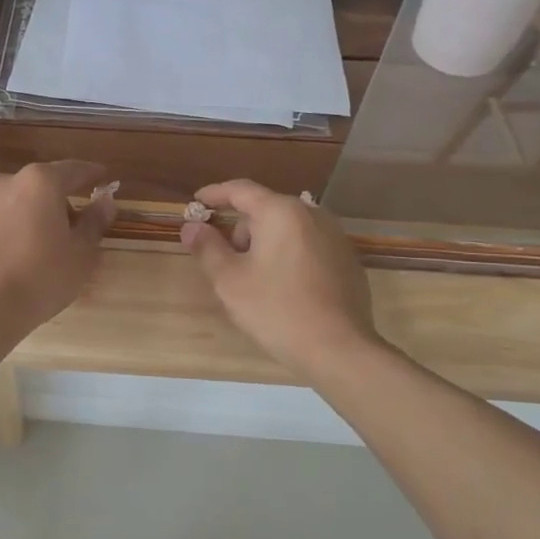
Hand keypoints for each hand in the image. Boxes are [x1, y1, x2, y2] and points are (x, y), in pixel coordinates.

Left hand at [0, 161, 116, 339]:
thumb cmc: (41, 279)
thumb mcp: (81, 255)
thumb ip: (94, 222)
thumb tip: (106, 201)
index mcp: (39, 183)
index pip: (74, 170)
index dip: (92, 175)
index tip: (103, 178)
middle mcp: (3, 183)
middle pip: (37, 186)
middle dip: (53, 202)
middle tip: (66, 230)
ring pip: (7, 204)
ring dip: (21, 217)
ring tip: (28, 249)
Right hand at [180, 179, 381, 376]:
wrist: (338, 348)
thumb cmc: (276, 309)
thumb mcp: (229, 280)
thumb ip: (207, 247)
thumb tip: (192, 227)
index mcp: (281, 212)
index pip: (240, 190)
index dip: (214, 194)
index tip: (195, 204)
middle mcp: (312, 214)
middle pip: (265, 210)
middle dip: (239, 229)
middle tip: (222, 260)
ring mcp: (335, 237)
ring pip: (287, 229)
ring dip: (263, 244)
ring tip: (252, 280)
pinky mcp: (347, 260)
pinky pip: (306, 246)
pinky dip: (287, 256)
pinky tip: (282, 289)